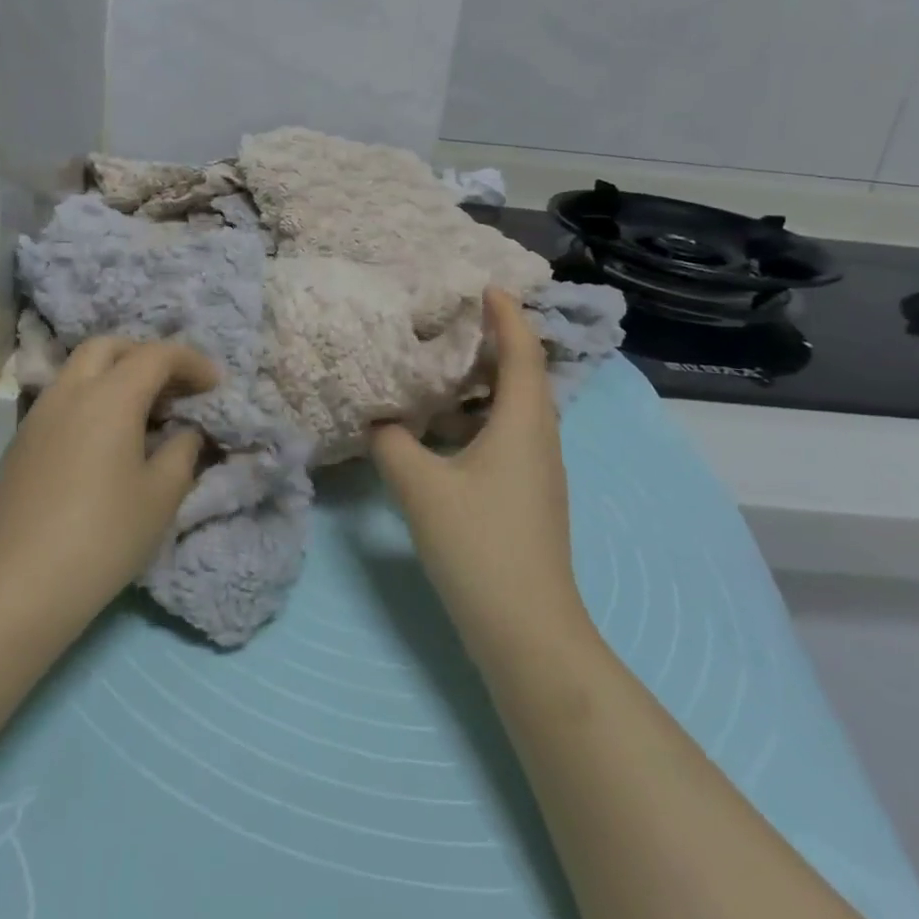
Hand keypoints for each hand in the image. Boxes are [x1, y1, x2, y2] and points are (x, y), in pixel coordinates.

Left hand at [0, 338, 219, 634]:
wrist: (23, 585)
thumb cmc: (105, 536)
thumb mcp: (162, 494)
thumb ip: (182, 449)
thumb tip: (184, 431)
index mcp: (110, 397)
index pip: (156, 355)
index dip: (191, 362)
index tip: (214, 384)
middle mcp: (70, 392)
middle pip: (109, 347)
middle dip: (145, 355)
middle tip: (173, 386)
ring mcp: (38, 415)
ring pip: (79, 370)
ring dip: (114, 375)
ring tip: (141, 413)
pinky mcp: (21, 442)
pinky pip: (62, 400)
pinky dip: (90, 400)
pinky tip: (104, 440)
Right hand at [370, 290, 595, 666]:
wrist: (527, 632)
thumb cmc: (479, 545)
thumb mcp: (421, 487)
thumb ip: (392, 444)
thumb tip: (378, 421)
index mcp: (523, 424)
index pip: (522, 352)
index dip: (508, 315)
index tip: (487, 286)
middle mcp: (539, 439)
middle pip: (523, 376)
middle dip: (495, 343)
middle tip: (454, 322)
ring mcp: (538, 471)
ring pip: (513, 410)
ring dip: (483, 385)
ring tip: (441, 370)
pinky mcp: (528, 496)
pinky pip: (506, 437)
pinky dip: (478, 419)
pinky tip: (442, 432)